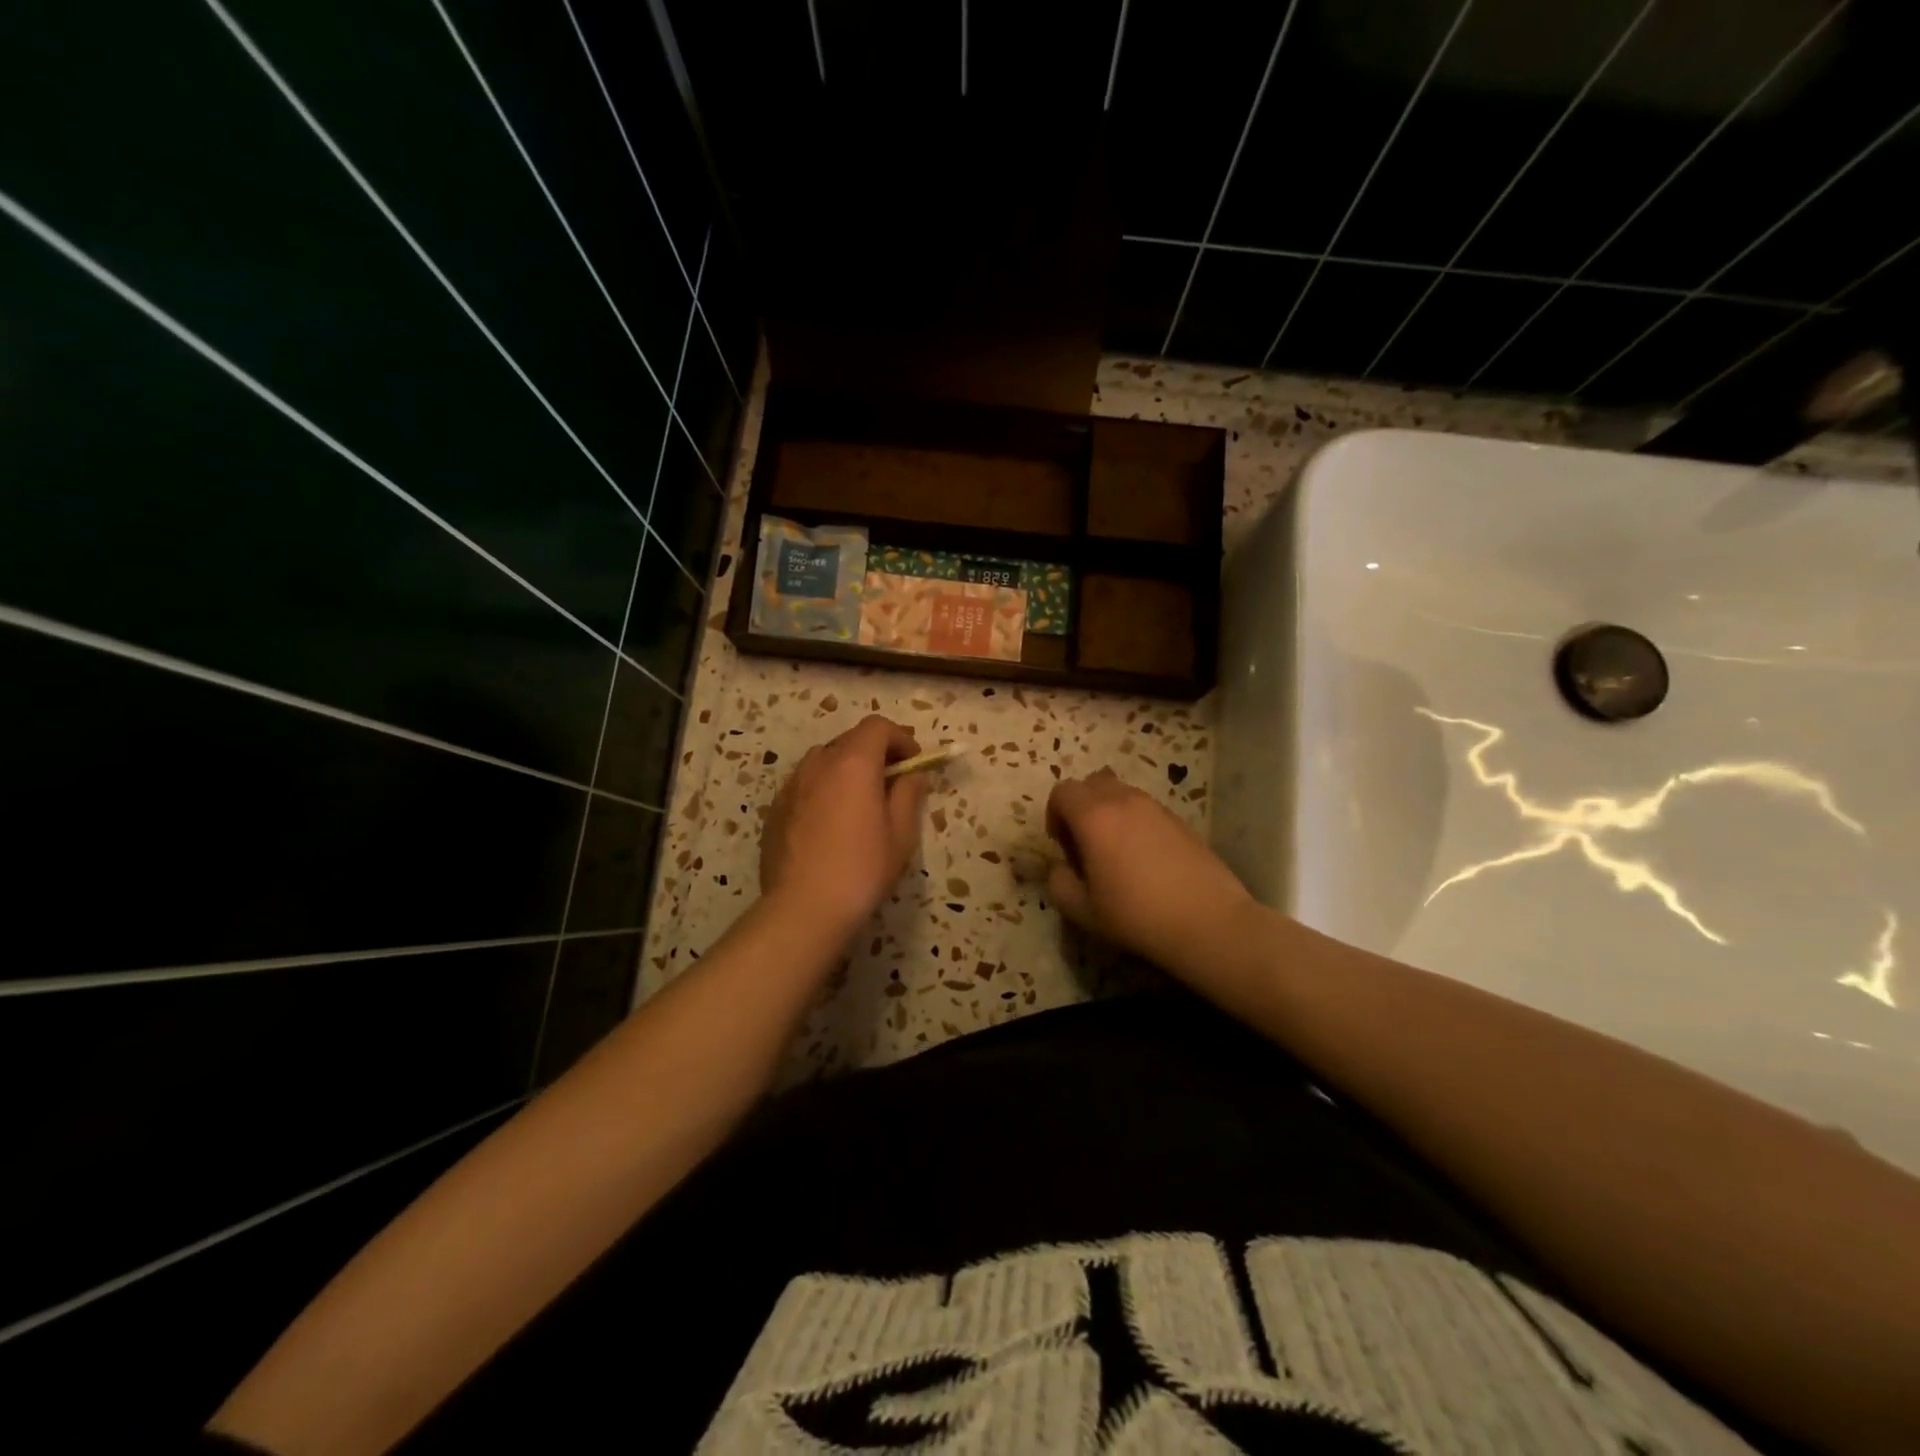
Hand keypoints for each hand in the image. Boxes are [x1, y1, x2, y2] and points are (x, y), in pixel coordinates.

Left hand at [760, 715, 929, 938]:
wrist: (803, 909)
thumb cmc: (861, 869)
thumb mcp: (900, 834)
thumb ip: (908, 795)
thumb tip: (912, 775)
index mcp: (852, 763)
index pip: (877, 726)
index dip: (900, 738)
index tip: (913, 764)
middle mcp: (818, 764)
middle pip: (850, 741)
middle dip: (874, 754)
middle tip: (891, 785)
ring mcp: (791, 786)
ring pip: (824, 762)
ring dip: (846, 771)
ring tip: (858, 805)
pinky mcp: (775, 809)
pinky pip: (805, 786)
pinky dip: (823, 791)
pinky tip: (830, 827)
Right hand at [1045, 768, 1258, 978]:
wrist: (1208, 921)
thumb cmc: (1137, 915)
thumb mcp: (1083, 911)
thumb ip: (1059, 884)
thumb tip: (1061, 868)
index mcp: (1094, 817)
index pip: (1062, 791)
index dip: (1054, 814)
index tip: (1062, 845)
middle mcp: (1124, 801)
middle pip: (1092, 782)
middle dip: (1081, 805)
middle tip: (1085, 842)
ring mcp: (1156, 808)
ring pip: (1122, 793)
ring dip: (1109, 812)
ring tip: (1116, 852)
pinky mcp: (1181, 820)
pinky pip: (1147, 809)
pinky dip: (1136, 822)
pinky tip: (1146, 859)